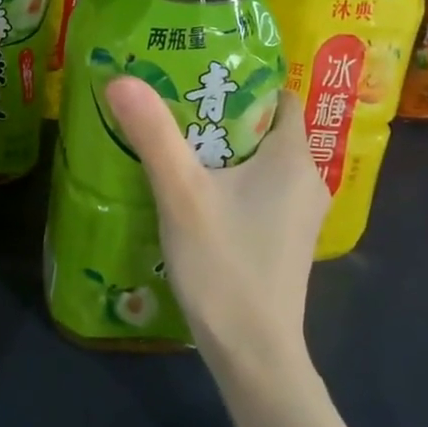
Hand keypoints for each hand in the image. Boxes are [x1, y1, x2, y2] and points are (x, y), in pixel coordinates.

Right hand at [106, 79, 326, 364]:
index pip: (280, 96)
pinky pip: (257, 189)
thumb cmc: (225, 266)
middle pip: (265, 126)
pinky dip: (228, 178)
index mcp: (294, 158)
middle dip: (221, 111)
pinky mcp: (283, 238)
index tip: (198, 71)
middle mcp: (306, 180)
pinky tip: (190, 187)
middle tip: (172, 98)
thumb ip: (154, 134)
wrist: (253, 354)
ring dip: (221, 147)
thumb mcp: (182, 194)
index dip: (244, 80)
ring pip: (259, 160)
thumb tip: (121, 78)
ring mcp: (297, 213)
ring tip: (173, 136)